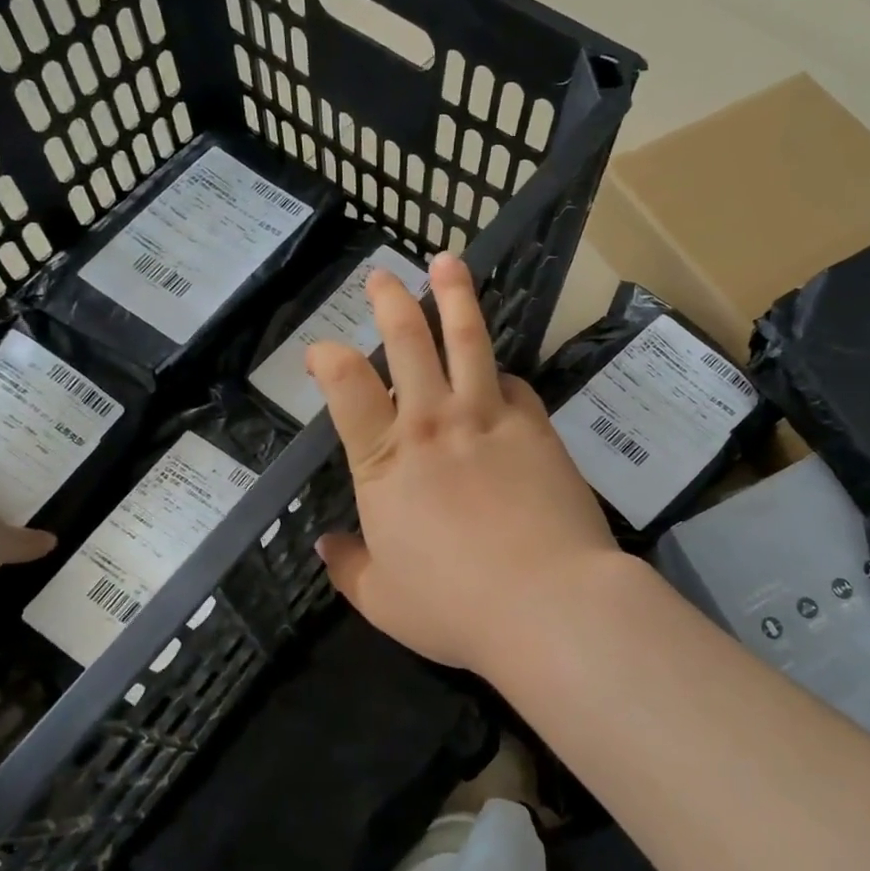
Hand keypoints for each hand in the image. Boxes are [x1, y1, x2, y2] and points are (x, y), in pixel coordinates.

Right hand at [308, 253, 617, 675]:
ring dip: (453, 295)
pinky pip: (514, 383)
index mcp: (385, 461)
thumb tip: (326, 545)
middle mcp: (433, 423)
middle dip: (390, 301)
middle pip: (407, 341)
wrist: (548, 602)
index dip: (328, 357)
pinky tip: (501, 374)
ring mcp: (489, 417)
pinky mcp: (536, 425)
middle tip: (381, 275)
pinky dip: (501, 373)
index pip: (346, 386)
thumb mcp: (383, 599)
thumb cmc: (455, 608)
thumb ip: (349, 566)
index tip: (321, 349)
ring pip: (467, 339)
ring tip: (447, 261)